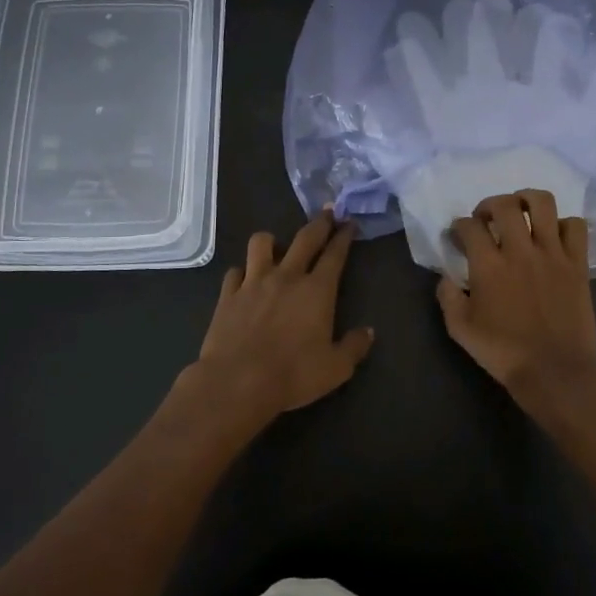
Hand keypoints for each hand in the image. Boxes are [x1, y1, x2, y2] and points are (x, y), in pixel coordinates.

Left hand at [180, 210, 373, 428]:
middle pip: (305, 239)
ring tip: (275, 246)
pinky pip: (235, 272)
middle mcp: (286, 277)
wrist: (237, 382)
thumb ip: (354, 346)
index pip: (335, 254)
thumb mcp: (336, 368)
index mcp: (317, 290)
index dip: (344, 237)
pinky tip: (244, 280)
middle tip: (327, 212)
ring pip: (261, 244)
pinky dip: (242, 273)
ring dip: (271, 241)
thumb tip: (368, 331)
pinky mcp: (228, 295)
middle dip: (319, 223)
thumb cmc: (293, 374)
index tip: (349, 223)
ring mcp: (253, 282)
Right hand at [435, 190, 595, 436]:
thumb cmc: (503, 352)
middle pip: (504, 205)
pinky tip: (553, 236)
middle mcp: (520, 251)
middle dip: (489, 205)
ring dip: (527, 200)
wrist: (554, 371)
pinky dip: (564, 224)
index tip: (457, 236)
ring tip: (520, 212)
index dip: (458, 226)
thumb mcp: (460, 329)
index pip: (469, 226)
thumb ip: (448, 297)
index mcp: (489, 266)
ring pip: (542, 204)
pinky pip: (576, 226)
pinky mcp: (577, 264)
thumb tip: (446, 276)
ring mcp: (553, 254)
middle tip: (486, 219)